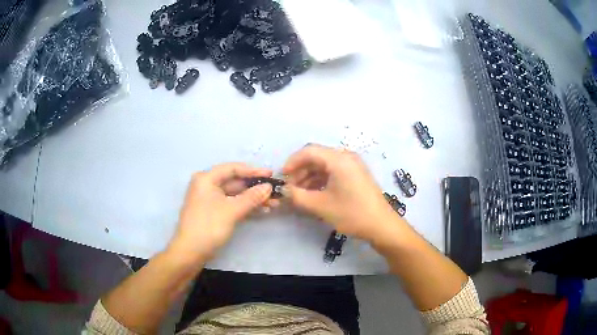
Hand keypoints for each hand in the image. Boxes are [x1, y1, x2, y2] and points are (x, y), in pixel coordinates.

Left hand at [169, 163, 274, 260]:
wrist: (190, 252)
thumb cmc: (209, 226)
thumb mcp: (232, 210)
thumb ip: (252, 197)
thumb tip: (269, 187)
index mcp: (206, 179)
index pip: (232, 169)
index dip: (253, 171)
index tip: (271, 174)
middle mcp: (207, 185)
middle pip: (235, 182)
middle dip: (255, 188)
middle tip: (275, 191)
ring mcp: (210, 199)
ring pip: (235, 194)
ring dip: (253, 198)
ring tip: (273, 203)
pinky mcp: (213, 212)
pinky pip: (232, 204)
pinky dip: (246, 206)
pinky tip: (262, 210)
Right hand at [282, 144, 400, 242]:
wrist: (381, 226)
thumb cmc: (352, 213)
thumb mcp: (321, 206)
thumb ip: (297, 196)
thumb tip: (283, 190)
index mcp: (339, 159)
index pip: (309, 151)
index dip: (292, 162)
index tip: (282, 177)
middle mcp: (346, 157)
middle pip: (316, 157)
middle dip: (300, 171)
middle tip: (290, 188)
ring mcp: (352, 166)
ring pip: (324, 166)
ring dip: (309, 177)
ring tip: (299, 194)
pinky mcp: (355, 175)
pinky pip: (333, 172)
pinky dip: (320, 181)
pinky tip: (313, 194)